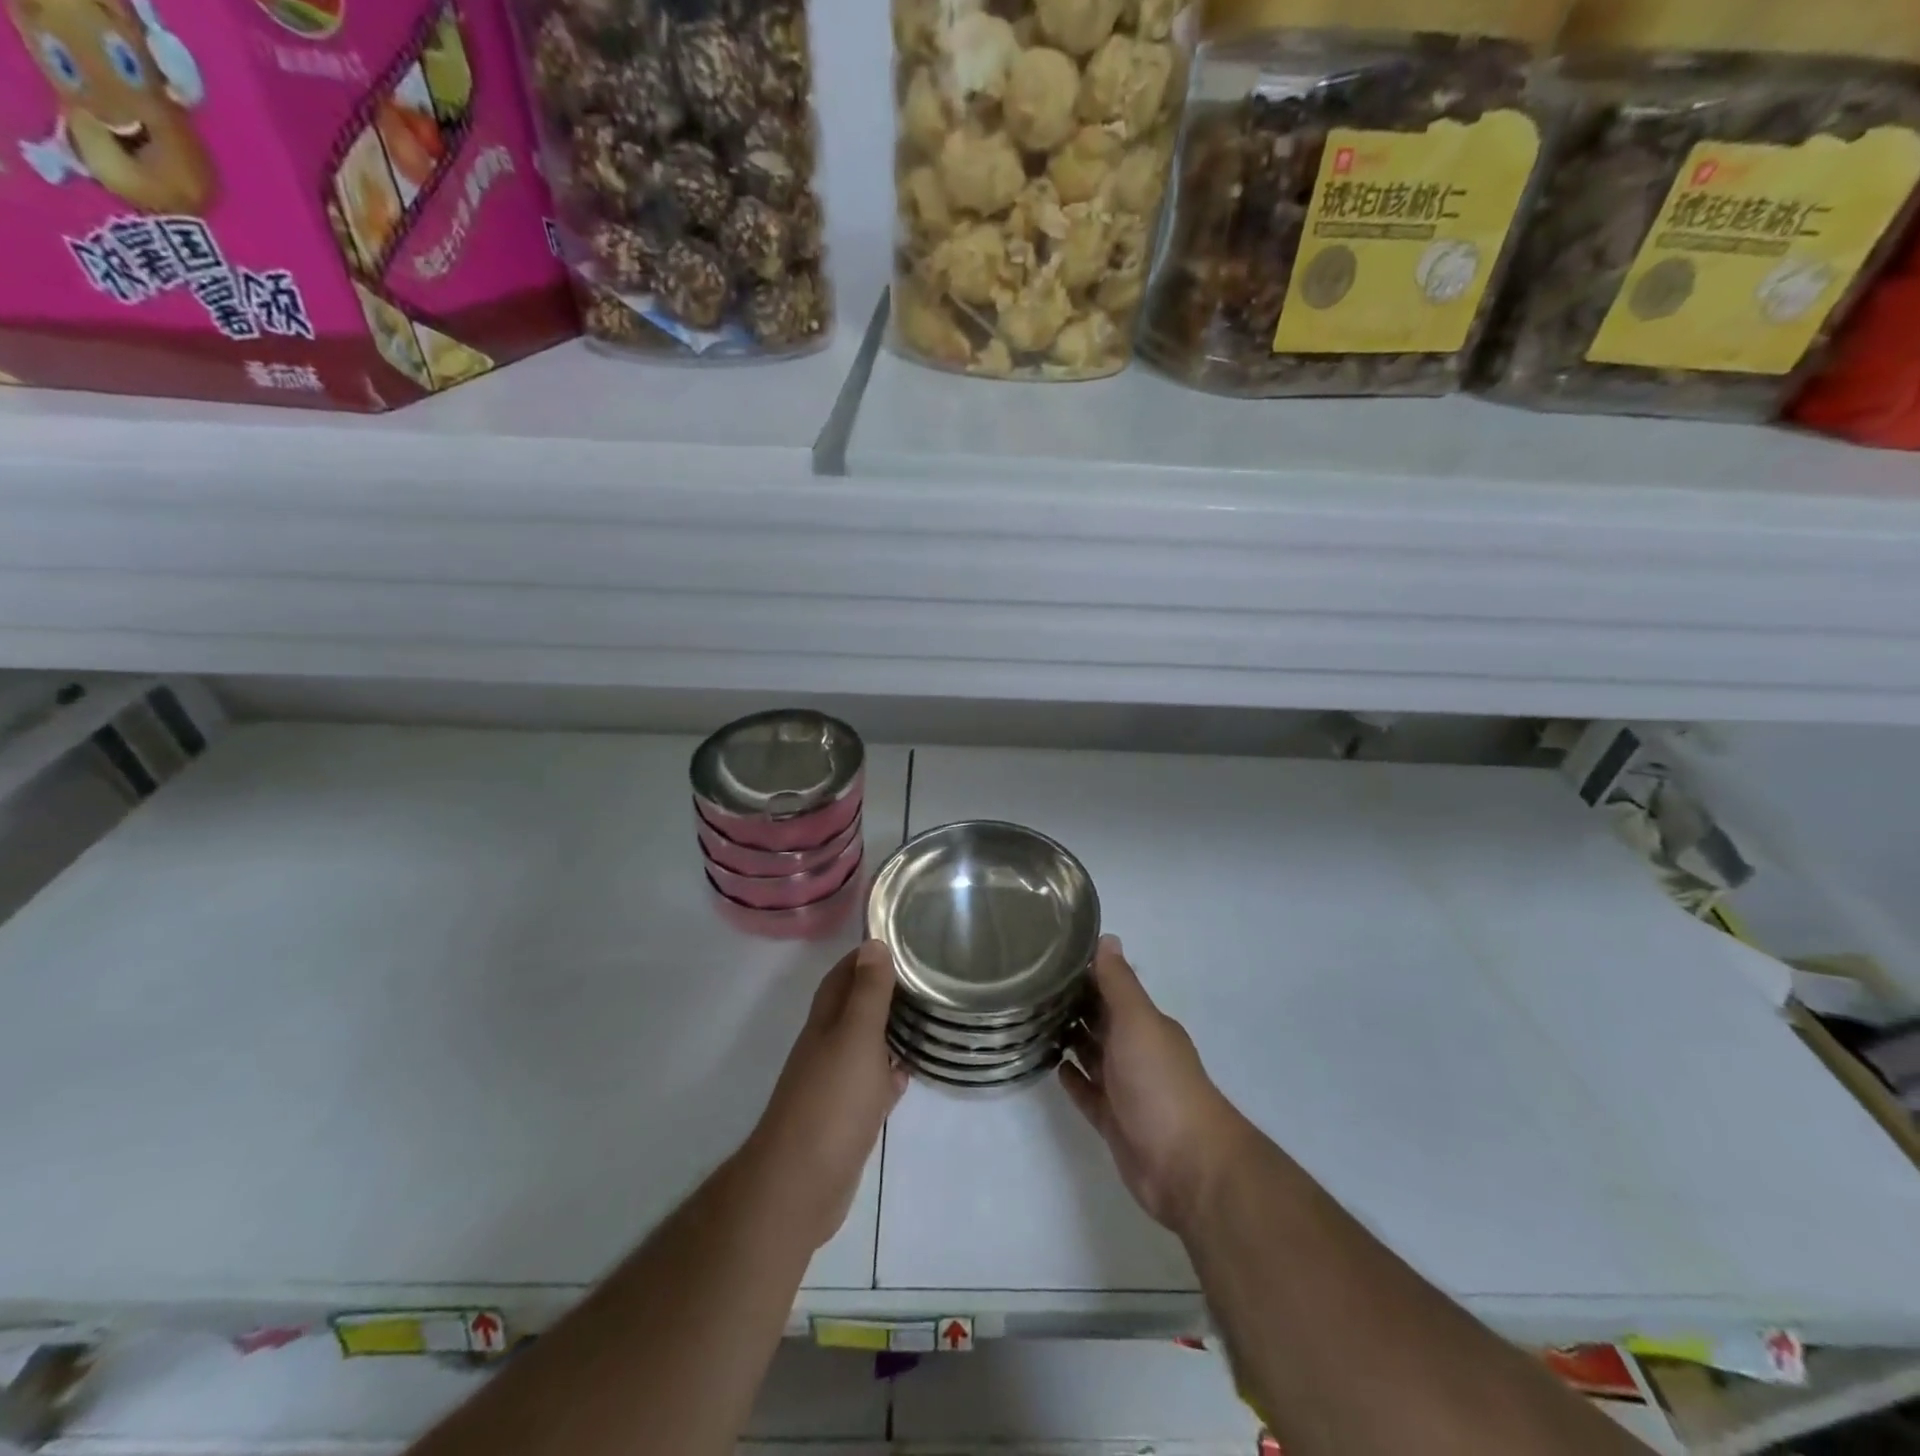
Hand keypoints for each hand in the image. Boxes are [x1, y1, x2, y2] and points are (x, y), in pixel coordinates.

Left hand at [745, 941, 908, 1248]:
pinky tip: (909, 1072)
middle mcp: (826, 1047)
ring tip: (924, 1017)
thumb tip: (872, 942)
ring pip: (864, 1045)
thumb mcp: (856, 1037)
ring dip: (888, 1030)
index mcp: (826, 1023)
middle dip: (881, 989)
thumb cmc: (832, 1102)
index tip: (899, 940)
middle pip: (853, 1008)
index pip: (842, 976)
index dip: (865, 956)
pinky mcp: (846, 1119)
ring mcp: (834, 1085)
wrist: (801, 1185)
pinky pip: (871, 1085)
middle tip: (922, 976)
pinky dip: (888, 1073)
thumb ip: (867, 993)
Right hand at [1061, 936, 1251, 1235]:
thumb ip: (1119, 983)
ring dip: (1068, 1039)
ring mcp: (1125, 1088)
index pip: (1110, 990)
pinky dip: (1072, 1079)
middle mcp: (1136, 1051)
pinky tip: (1051, 1066)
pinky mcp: (1113, 1121)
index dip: (1083, 974)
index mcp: (1144, 1024)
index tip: (1047, 957)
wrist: (1186, 1165)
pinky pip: (1087, 1093)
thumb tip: (1107, 937)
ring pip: (1091, 1055)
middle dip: (1071, 1005)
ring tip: (1031, 1021)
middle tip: (1028, 987)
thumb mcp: (1137, 1021)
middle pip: (1100, 1021)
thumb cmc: (1160, 1083)